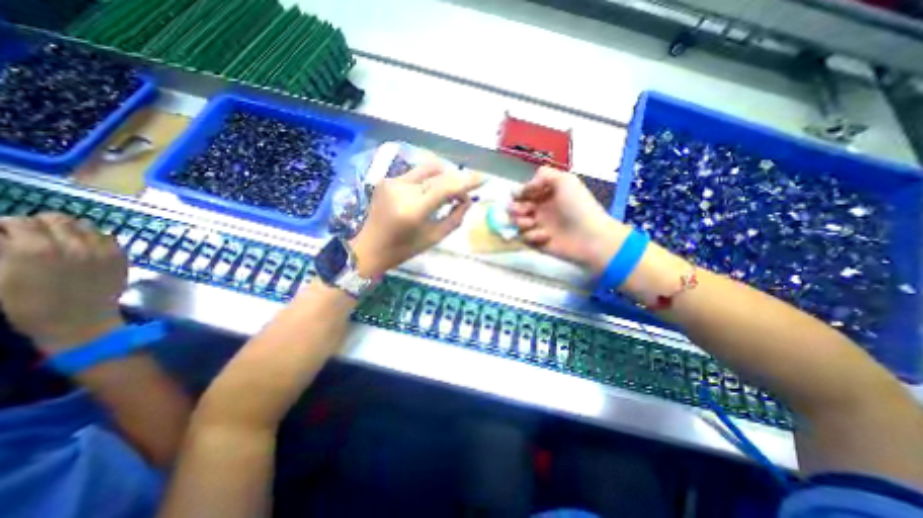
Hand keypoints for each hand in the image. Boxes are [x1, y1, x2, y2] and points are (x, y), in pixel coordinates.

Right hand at [1, 211, 127, 351]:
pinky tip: (85, 248)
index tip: (5, 235)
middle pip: (54, 218)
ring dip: (70, 229)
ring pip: (84, 224)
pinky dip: (94, 238)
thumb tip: (4, 237)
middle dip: (40, 224)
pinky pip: (108, 236)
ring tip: (61, 241)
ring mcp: (101, 249)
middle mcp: (71, 245)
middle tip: (33, 236)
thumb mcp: (0, 277)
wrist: (80, 320)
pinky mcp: (120, 256)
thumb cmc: (30, 305)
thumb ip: (3, 252)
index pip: (16, 221)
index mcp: (32, 250)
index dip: (6, 227)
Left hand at [352, 163, 484, 275]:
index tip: (483, 179)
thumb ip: (455, 218)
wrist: (370, 247)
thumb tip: (468, 200)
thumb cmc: (404, 249)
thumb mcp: (434, 238)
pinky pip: (416, 174)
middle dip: (456, 182)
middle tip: (464, 195)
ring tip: (449, 193)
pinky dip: (429, 181)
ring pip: (428, 170)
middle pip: (439, 176)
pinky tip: (430, 193)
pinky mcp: (387, 180)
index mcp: (413, 210)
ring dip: (443, 178)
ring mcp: (392, 182)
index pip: (445, 187)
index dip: (466, 181)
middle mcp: (402, 190)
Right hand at [508, 167, 630, 276]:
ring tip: (532, 223)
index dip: (518, 193)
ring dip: (521, 221)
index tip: (520, 195)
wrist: (589, 236)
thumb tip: (527, 187)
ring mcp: (537, 226)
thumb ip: (544, 175)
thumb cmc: (577, 206)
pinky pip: (524, 237)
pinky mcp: (537, 241)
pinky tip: (545, 236)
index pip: (523, 191)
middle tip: (525, 210)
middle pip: (515, 207)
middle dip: (515, 208)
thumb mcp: (565, 180)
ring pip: (516, 222)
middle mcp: (539, 209)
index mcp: (545, 194)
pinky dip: (532, 235)